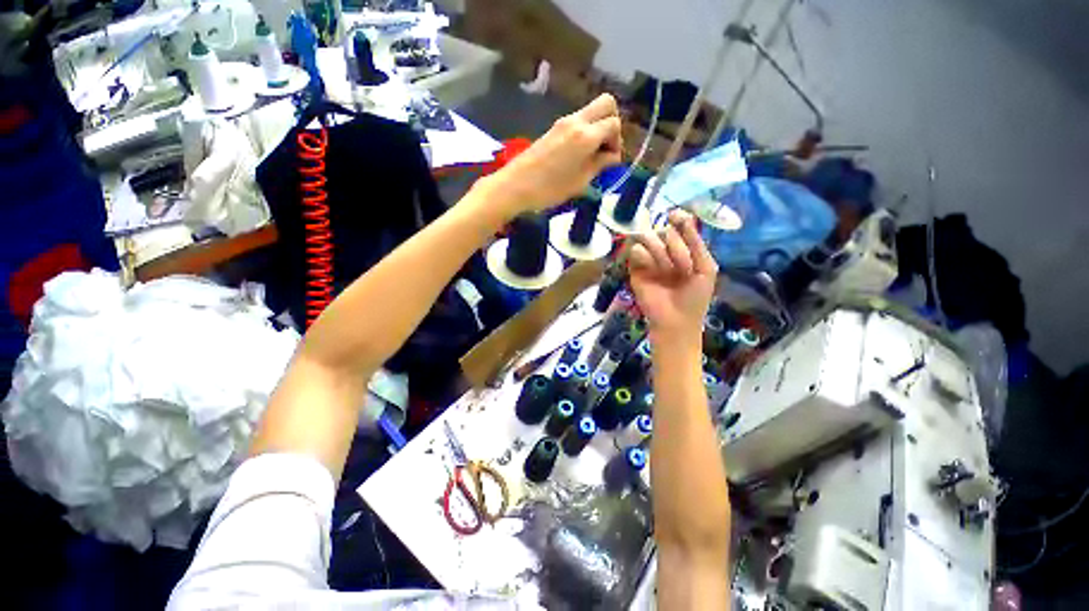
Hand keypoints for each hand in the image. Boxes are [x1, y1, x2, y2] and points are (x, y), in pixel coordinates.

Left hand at [485, 94, 622, 215]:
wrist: (516, 185)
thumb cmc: (550, 189)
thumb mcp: (580, 182)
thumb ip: (599, 164)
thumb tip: (612, 156)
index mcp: (585, 136)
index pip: (614, 124)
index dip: (618, 141)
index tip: (610, 160)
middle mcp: (576, 121)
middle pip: (606, 103)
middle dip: (612, 123)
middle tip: (605, 147)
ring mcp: (563, 122)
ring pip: (590, 111)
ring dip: (597, 127)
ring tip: (591, 155)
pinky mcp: (553, 128)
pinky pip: (577, 120)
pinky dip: (585, 131)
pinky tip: (577, 154)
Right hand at [629, 210, 718, 343]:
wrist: (676, 320)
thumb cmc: (695, 297)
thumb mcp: (706, 267)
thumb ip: (696, 242)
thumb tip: (680, 216)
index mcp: (684, 251)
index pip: (679, 227)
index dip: (678, 219)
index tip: (674, 215)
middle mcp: (666, 252)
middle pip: (665, 232)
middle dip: (676, 248)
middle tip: (682, 268)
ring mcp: (650, 260)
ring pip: (649, 239)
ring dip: (660, 252)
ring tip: (666, 271)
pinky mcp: (635, 269)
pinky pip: (635, 251)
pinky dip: (644, 256)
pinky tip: (650, 269)